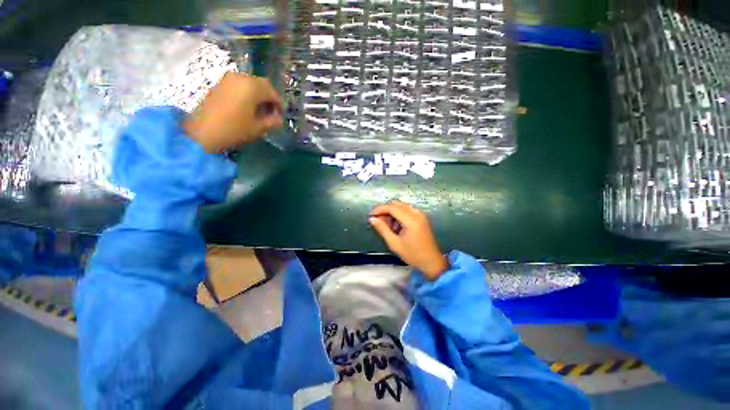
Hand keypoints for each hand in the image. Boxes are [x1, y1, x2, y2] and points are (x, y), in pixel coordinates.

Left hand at [183, 73, 282, 152]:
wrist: (202, 131)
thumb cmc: (234, 129)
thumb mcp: (258, 128)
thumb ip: (273, 122)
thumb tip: (279, 119)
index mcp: (252, 87)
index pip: (273, 92)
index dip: (279, 105)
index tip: (281, 116)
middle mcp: (241, 77)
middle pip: (262, 84)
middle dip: (269, 98)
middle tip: (272, 113)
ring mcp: (228, 79)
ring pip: (250, 84)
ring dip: (258, 95)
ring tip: (260, 111)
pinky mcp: (220, 84)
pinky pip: (239, 85)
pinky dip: (247, 94)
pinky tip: (247, 107)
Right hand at [369, 201, 448, 280]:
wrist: (431, 261)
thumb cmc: (413, 255)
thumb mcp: (394, 244)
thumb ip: (382, 229)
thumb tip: (372, 219)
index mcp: (411, 220)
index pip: (392, 207)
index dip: (379, 209)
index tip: (370, 215)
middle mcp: (417, 213)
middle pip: (396, 204)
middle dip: (385, 210)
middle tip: (377, 221)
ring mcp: (420, 214)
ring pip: (401, 206)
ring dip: (391, 212)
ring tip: (386, 225)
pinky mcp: (421, 217)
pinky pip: (406, 210)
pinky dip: (398, 214)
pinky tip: (395, 225)